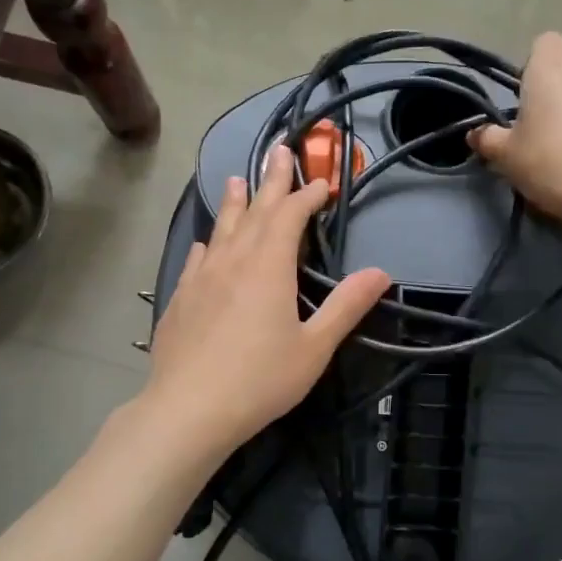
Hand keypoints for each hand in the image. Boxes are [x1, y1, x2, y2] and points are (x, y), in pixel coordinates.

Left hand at [142, 145, 390, 455]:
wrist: (188, 409)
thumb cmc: (260, 379)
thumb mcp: (314, 347)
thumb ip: (346, 306)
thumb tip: (380, 273)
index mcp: (268, 267)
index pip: (289, 216)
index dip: (307, 196)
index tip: (323, 184)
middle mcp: (233, 261)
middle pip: (255, 211)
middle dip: (272, 181)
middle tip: (279, 151)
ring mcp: (202, 278)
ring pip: (222, 229)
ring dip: (235, 203)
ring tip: (238, 180)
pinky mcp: (181, 299)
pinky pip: (199, 259)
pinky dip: (210, 243)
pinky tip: (207, 244)